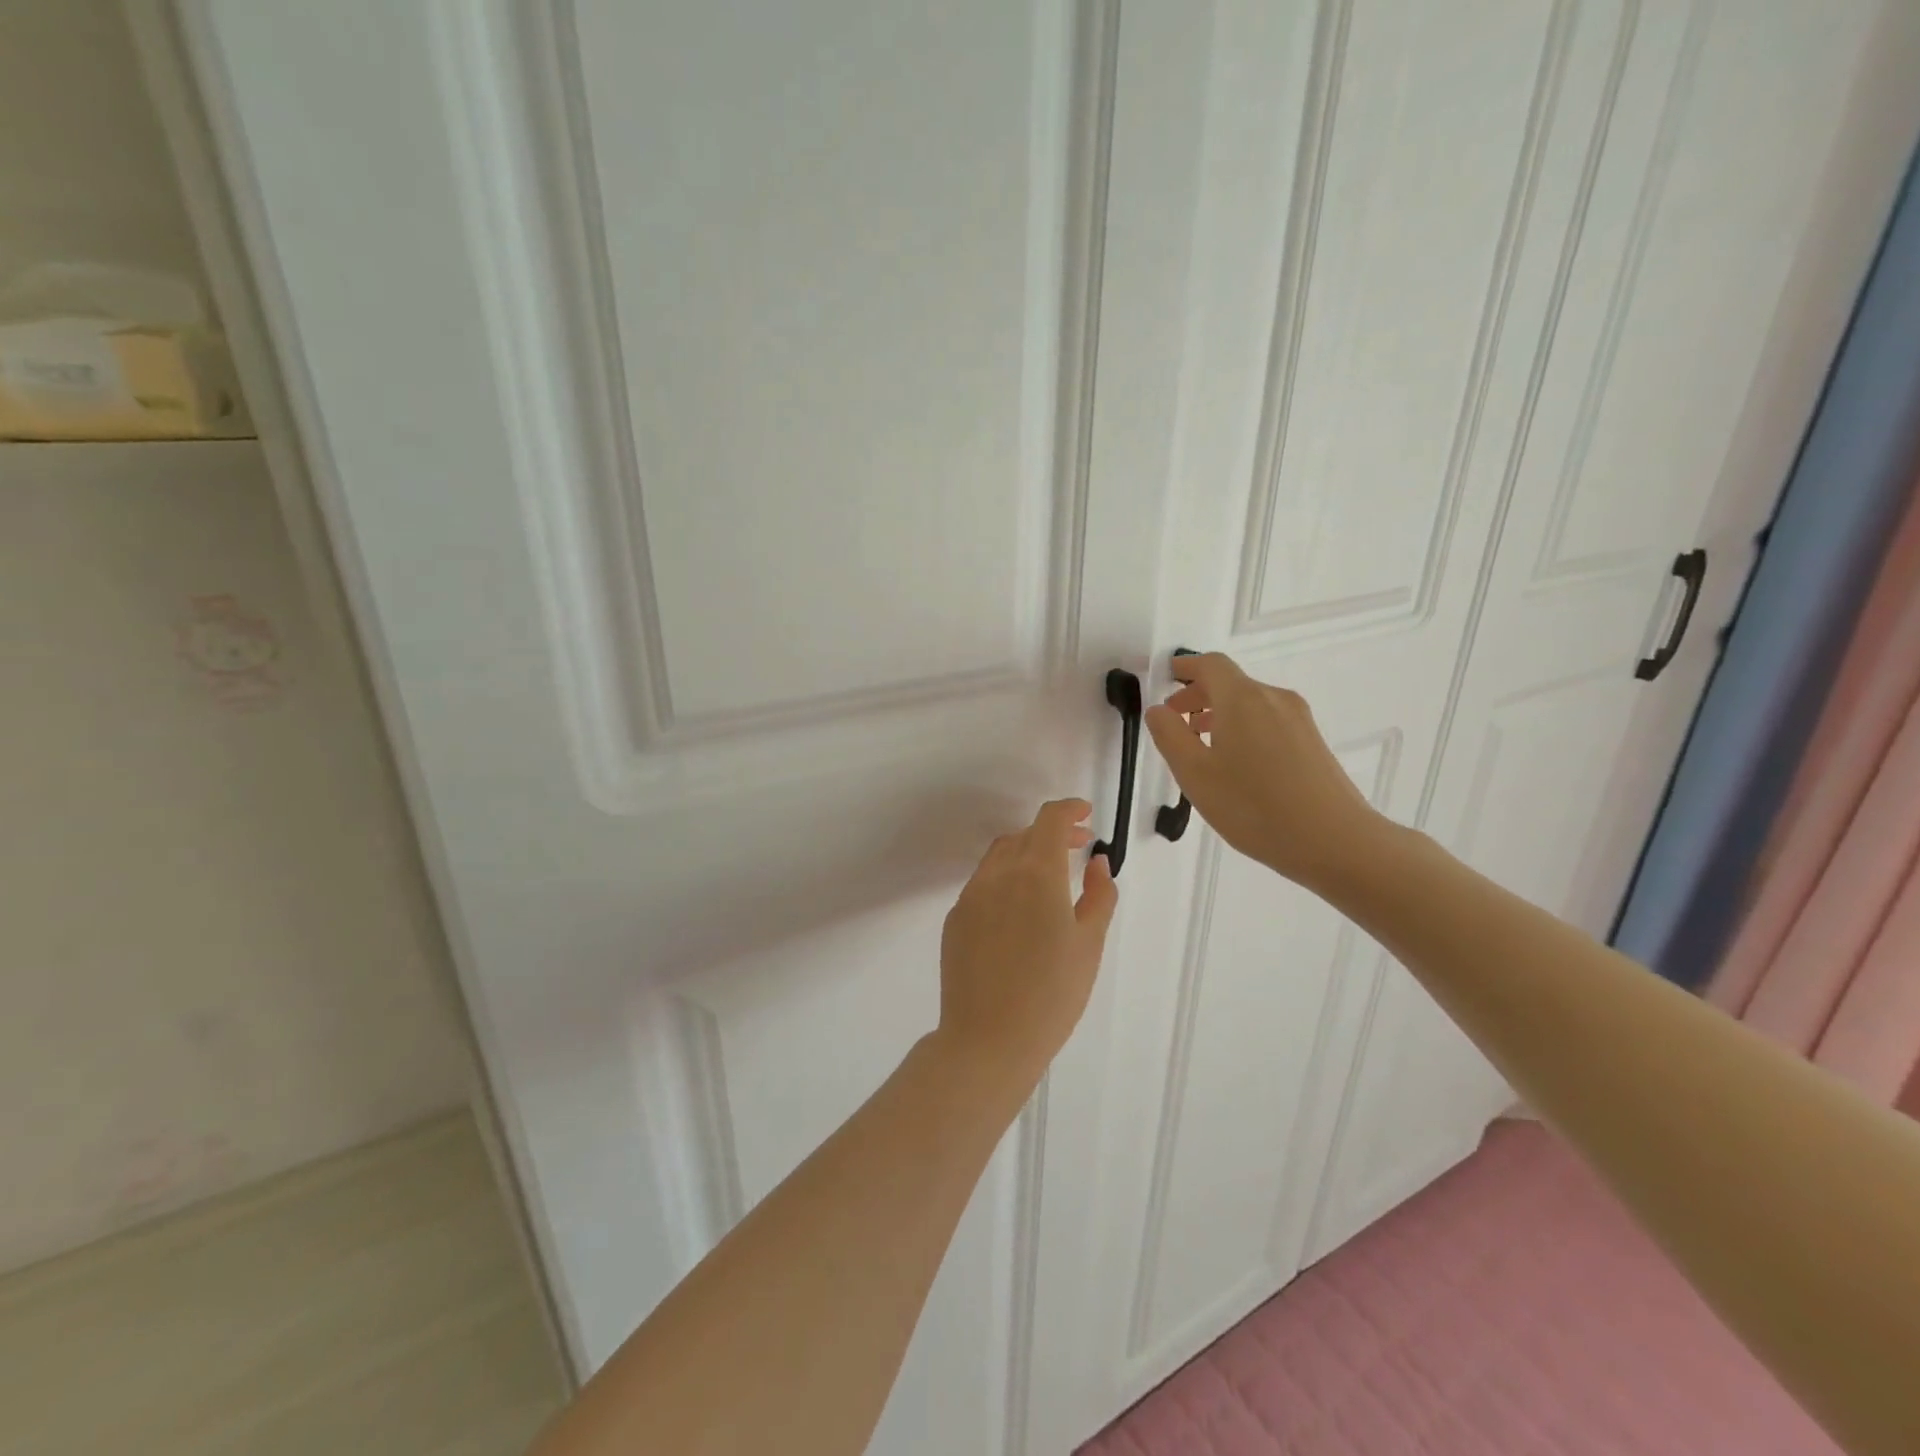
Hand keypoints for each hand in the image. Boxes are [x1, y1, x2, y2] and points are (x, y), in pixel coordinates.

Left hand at [935, 799, 1118, 1088]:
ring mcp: (971, 896)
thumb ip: (1098, 895)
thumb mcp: (1089, 944)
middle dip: (1053, 833)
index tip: (1086, 814)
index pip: (1050, 820)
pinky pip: (983, 884)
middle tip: (1079, 847)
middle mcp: (998, 874)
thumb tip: (1095, 861)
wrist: (988, 1040)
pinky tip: (1020, 910)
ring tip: (1050, 876)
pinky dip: (1005, 879)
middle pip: (1025, 835)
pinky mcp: (955, 919)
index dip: (1069, 809)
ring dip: (1026, 853)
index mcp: (1035, 873)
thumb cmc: (1052, 994)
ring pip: (1000, 856)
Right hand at [1144, 653, 1381, 889]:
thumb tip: (1158, 710)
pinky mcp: (1312, 742)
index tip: (1167, 676)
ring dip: (1220, 715)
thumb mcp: (1195, 774)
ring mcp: (1298, 720)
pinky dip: (1243, 729)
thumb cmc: (1253, 806)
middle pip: (1231, 683)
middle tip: (1175, 721)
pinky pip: (1268, 721)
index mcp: (1242, 698)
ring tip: (1201, 747)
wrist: (1334, 841)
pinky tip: (1236, 765)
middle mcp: (1273, 698)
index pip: (1210, 664)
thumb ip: (1170, 736)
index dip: (1186, 666)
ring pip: (1250, 704)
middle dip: (1199, 695)